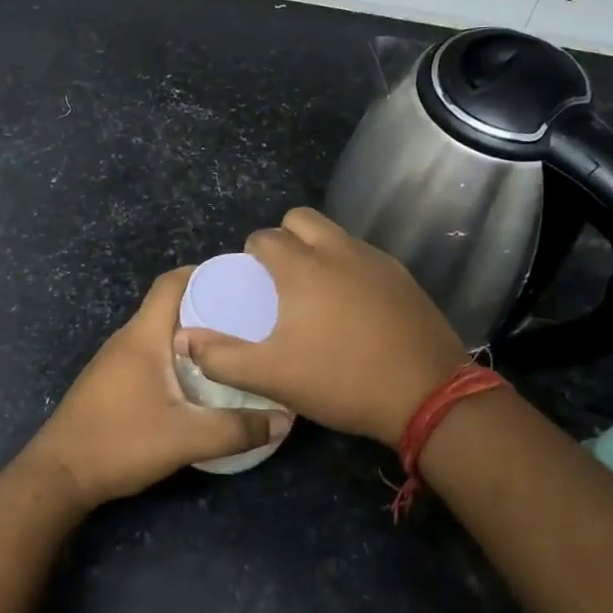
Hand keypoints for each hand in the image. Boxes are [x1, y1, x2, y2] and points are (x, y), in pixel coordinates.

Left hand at [25, 267, 291, 508]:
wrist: (60, 474)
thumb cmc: (120, 443)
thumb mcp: (185, 438)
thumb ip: (237, 429)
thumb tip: (285, 419)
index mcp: (143, 336)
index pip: (171, 283)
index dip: (204, 273)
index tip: (241, 280)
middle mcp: (127, 339)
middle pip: (169, 305)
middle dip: (207, 305)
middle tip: (248, 318)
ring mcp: (115, 360)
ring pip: (159, 332)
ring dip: (192, 333)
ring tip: (230, 346)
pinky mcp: (112, 381)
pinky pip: (150, 352)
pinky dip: (176, 354)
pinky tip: (198, 379)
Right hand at [174, 207, 469, 448]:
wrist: (428, 394)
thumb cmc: (341, 379)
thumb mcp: (272, 376)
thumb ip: (221, 357)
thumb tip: (184, 340)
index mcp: (302, 266)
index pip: (265, 237)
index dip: (251, 254)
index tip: (251, 282)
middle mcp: (338, 250)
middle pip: (301, 218)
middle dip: (284, 237)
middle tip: (280, 277)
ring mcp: (376, 260)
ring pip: (336, 234)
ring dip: (318, 249)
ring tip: (314, 291)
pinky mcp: (403, 277)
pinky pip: (364, 256)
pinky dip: (348, 267)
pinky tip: (352, 306)